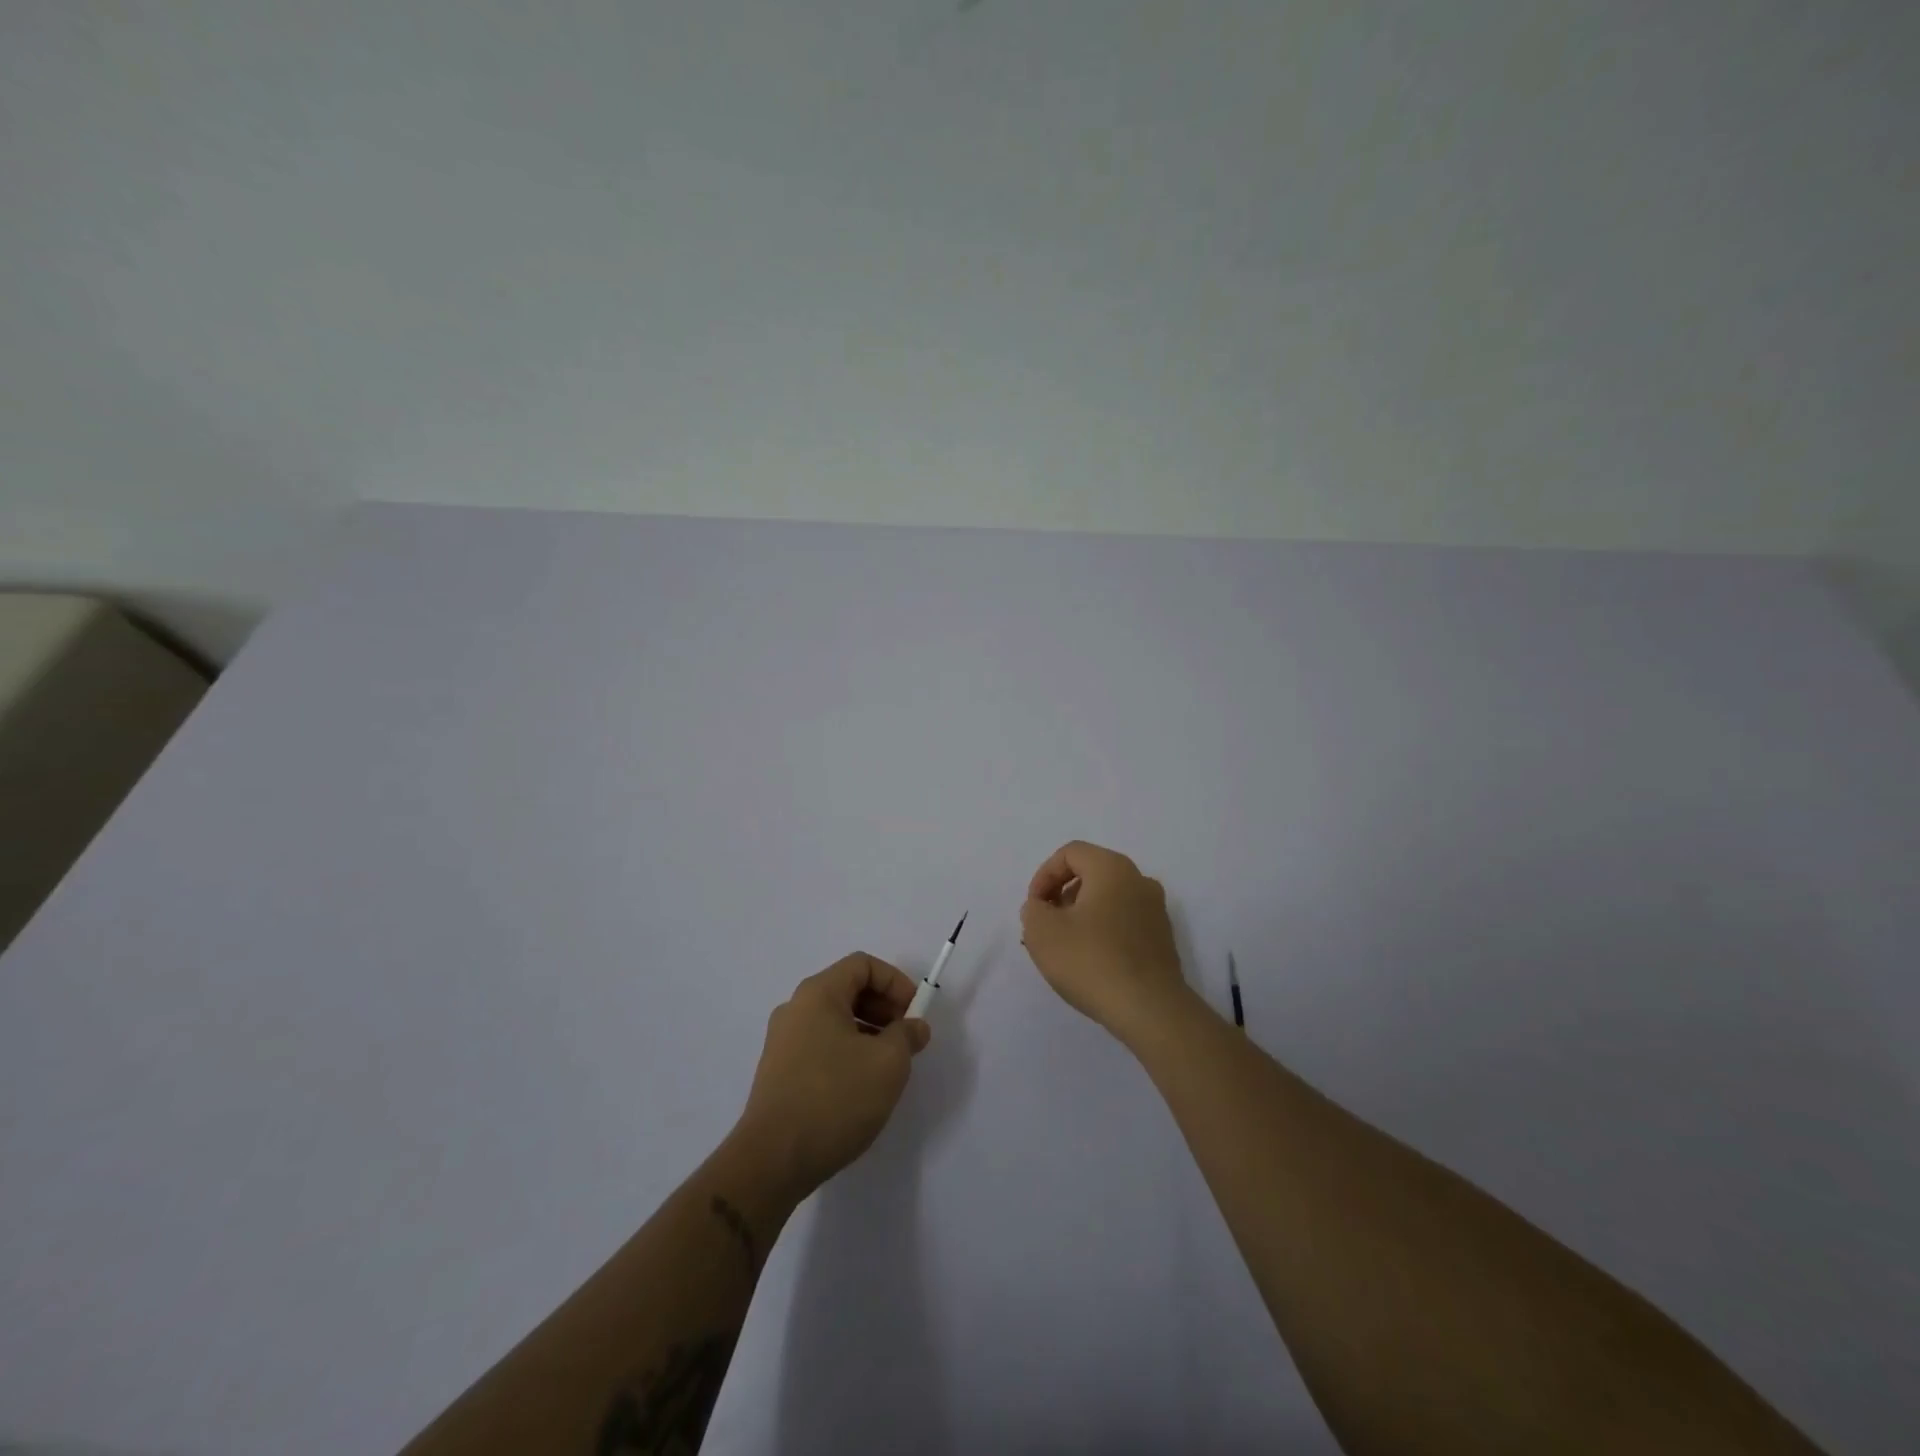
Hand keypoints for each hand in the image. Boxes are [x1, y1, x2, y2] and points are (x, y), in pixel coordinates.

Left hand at [735, 953, 931, 1196]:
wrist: (773, 1160)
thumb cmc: (835, 1098)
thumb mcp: (888, 1063)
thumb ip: (907, 1036)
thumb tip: (915, 1026)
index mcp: (818, 994)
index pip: (862, 965)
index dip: (895, 982)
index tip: (914, 1013)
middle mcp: (795, 1008)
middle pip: (848, 989)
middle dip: (884, 1008)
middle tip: (906, 1039)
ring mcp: (783, 1041)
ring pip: (835, 1020)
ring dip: (868, 1032)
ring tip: (888, 1066)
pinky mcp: (779, 1072)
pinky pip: (821, 1045)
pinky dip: (847, 1052)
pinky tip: (861, 1086)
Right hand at [1021, 840, 1195, 1044]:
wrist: (1150, 1010)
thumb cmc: (1091, 961)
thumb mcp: (1042, 931)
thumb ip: (1033, 909)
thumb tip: (1043, 907)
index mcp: (1112, 868)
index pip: (1070, 853)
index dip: (1044, 875)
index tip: (1034, 908)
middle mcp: (1139, 880)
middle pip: (1091, 873)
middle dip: (1061, 895)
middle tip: (1045, 925)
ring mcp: (1155, 910)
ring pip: (1108, 899)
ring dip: (1081, 914)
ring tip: (1064, 947)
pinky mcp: (1162, 939)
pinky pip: (1124, 922)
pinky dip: (1102, 931)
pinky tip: (1090, 962)